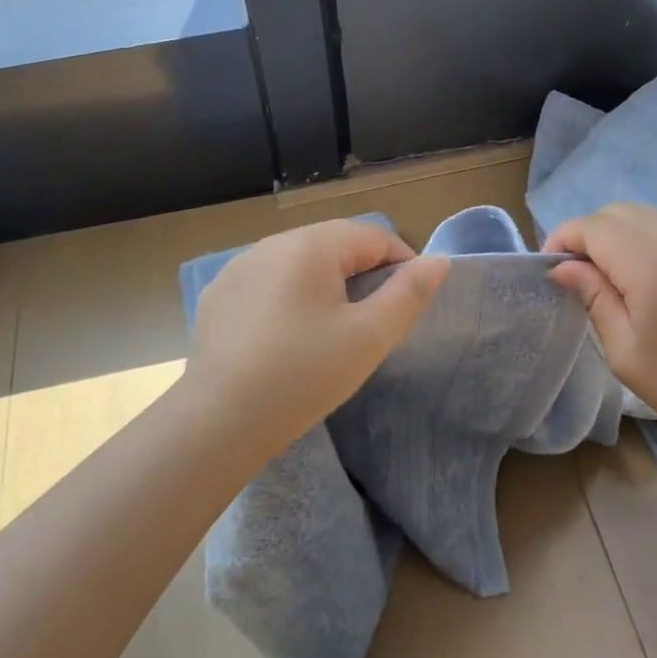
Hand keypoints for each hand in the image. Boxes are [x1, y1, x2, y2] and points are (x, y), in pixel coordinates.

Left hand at [188, 220, 450, 444]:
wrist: (219, 421)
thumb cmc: (304, 374)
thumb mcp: (369, 337)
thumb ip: (408, 294)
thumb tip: (439, 261)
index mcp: (311, 245)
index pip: (373, 236)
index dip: (402, 263)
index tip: (409, 303)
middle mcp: (271, 243)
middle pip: (334, 245)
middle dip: (362, 273)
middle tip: (374, 320)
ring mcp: (238, 268)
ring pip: (298, 263)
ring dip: (324, 284)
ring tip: (332, 329)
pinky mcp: (218, 296)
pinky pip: (267, 283)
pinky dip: (288, 297)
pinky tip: (286, 337)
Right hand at [543, 202, 656, 466]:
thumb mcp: (627, 353)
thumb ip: (594, 298)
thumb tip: (562, 268)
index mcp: (652, 265)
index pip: (593, 227)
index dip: (562, 240)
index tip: (548, 272)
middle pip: (616, 212)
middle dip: (585, 234)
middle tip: (571, 274)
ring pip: (640, 216)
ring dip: (611, 235)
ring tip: (598, 276)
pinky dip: (636, 240)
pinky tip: (631, 278)